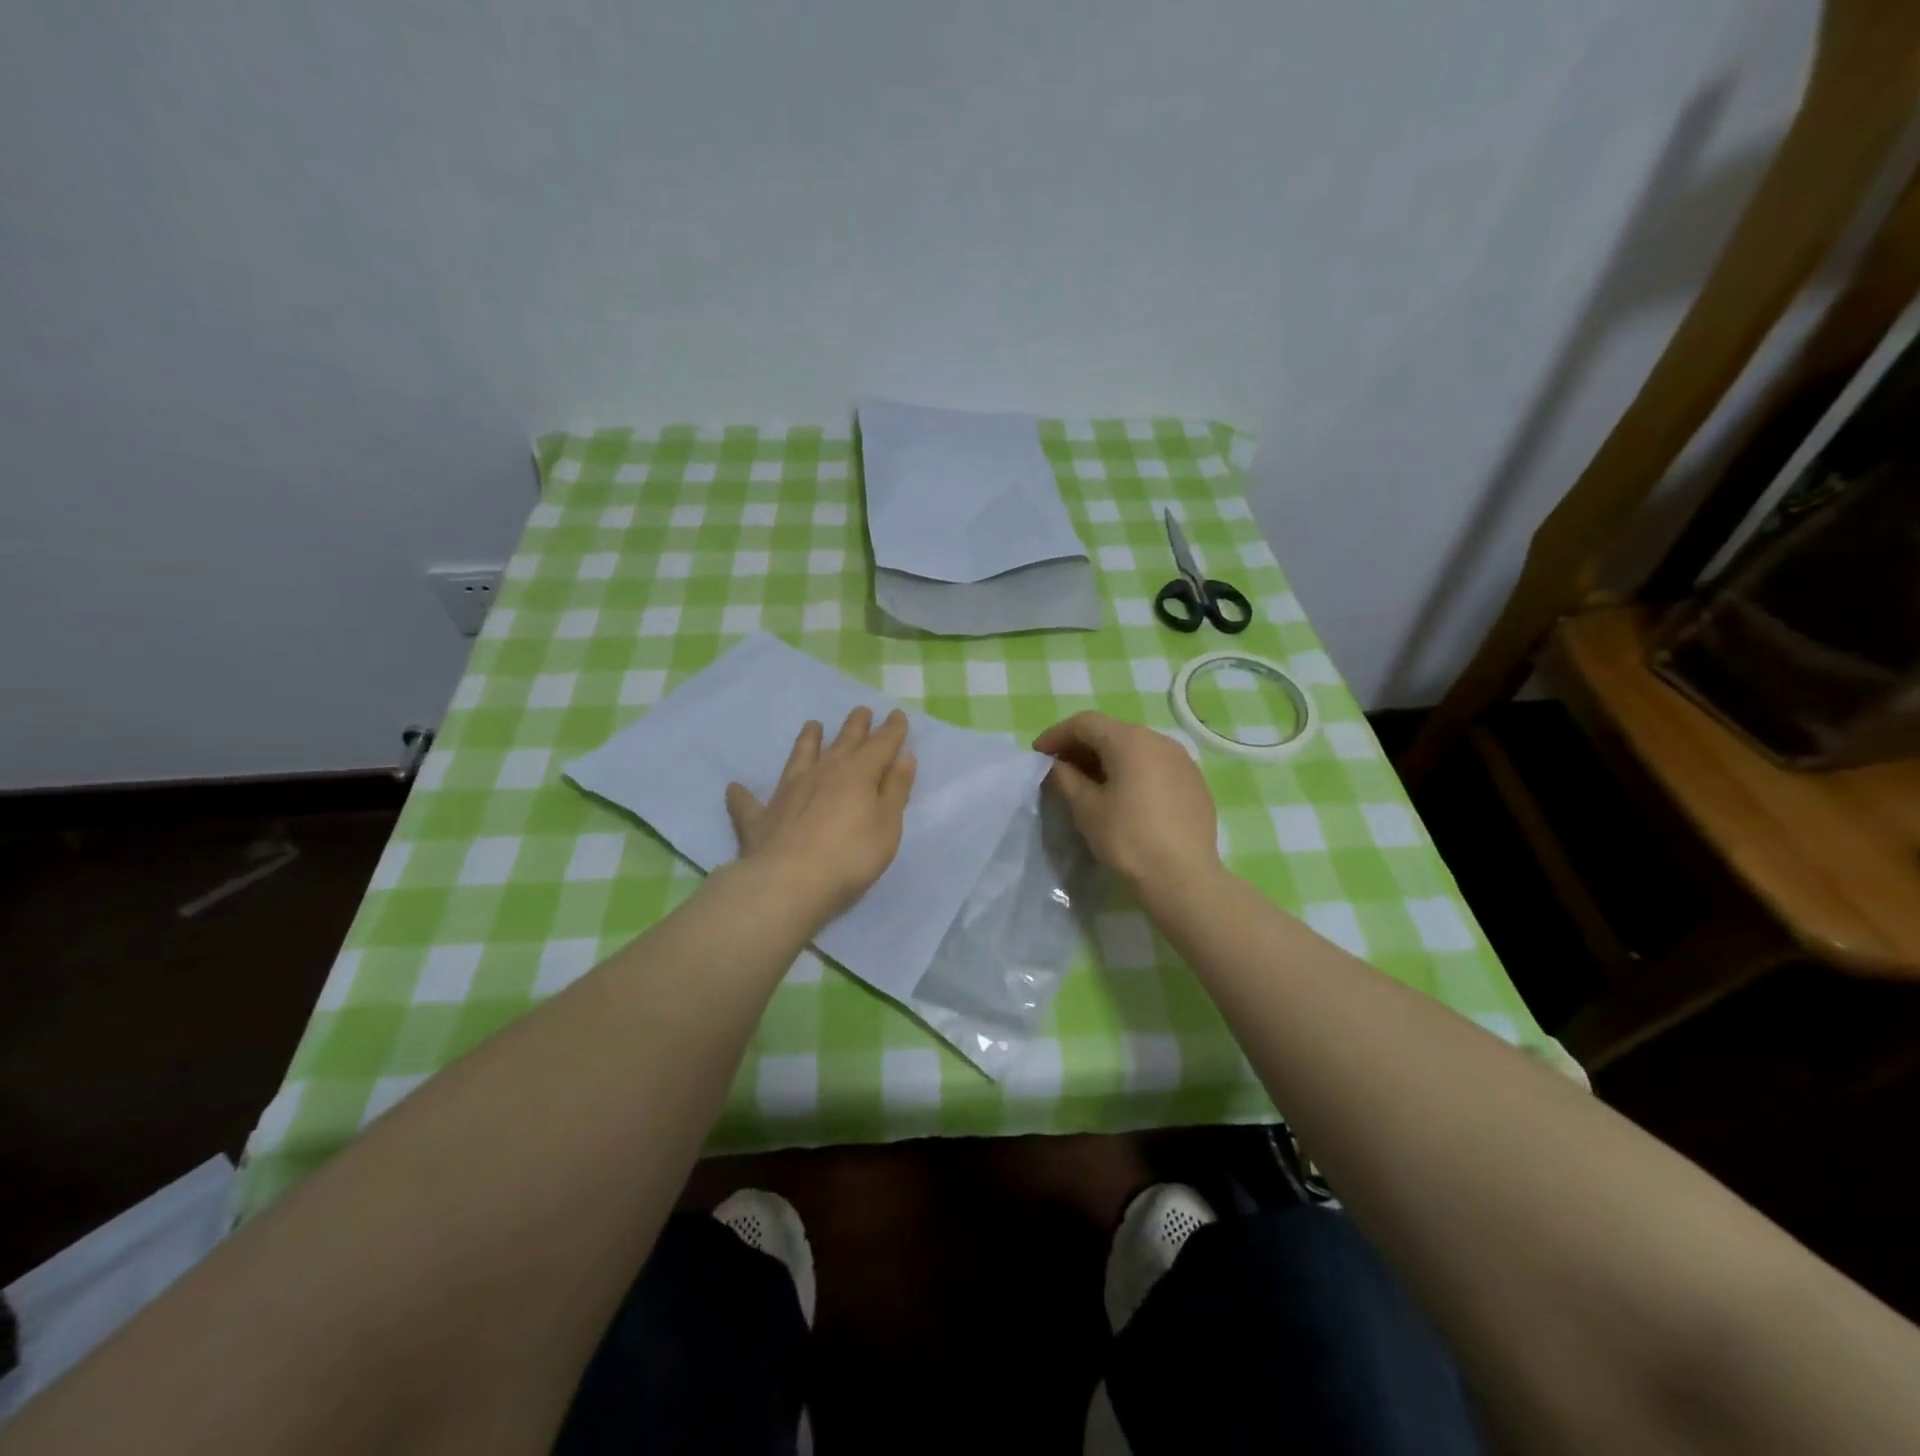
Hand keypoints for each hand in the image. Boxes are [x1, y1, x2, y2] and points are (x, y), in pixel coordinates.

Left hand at [725, 707, 916, 919]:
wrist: (788, 882)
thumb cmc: (850, 857)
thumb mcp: (887, 826)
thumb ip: (895, 791)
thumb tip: (903, 758)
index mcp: (858, 774)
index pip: (881, 744)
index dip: (892, 729)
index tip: (897, 714)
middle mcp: (822, 772)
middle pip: (842, 741)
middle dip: (855, 725)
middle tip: (861, 711)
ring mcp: (788, 791)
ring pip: (800, 756)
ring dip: (808, 740)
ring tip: (813, 725)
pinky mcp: (760, 817)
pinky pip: (748, 802)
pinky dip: (742, 795)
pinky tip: (735, 788)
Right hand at [1033, 711, 1219, 895]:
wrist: (1183, 878)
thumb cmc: (1128, 839)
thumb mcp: (1086, 808)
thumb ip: (1066, 778)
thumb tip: (1059, 765)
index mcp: (1130, 741)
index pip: (1085, 723)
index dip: (1057, 734)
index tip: (1038, 753)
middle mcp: (1159, 740)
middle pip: (1112, 731)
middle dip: (1081, 745)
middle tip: (1060, 768)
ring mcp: (1182, 760)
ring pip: (1135, 747)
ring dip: (1107, 758)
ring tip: (1089, 782)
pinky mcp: (1194, 781)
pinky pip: (1155, 765)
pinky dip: (1132, 770)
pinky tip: (1123, 795)